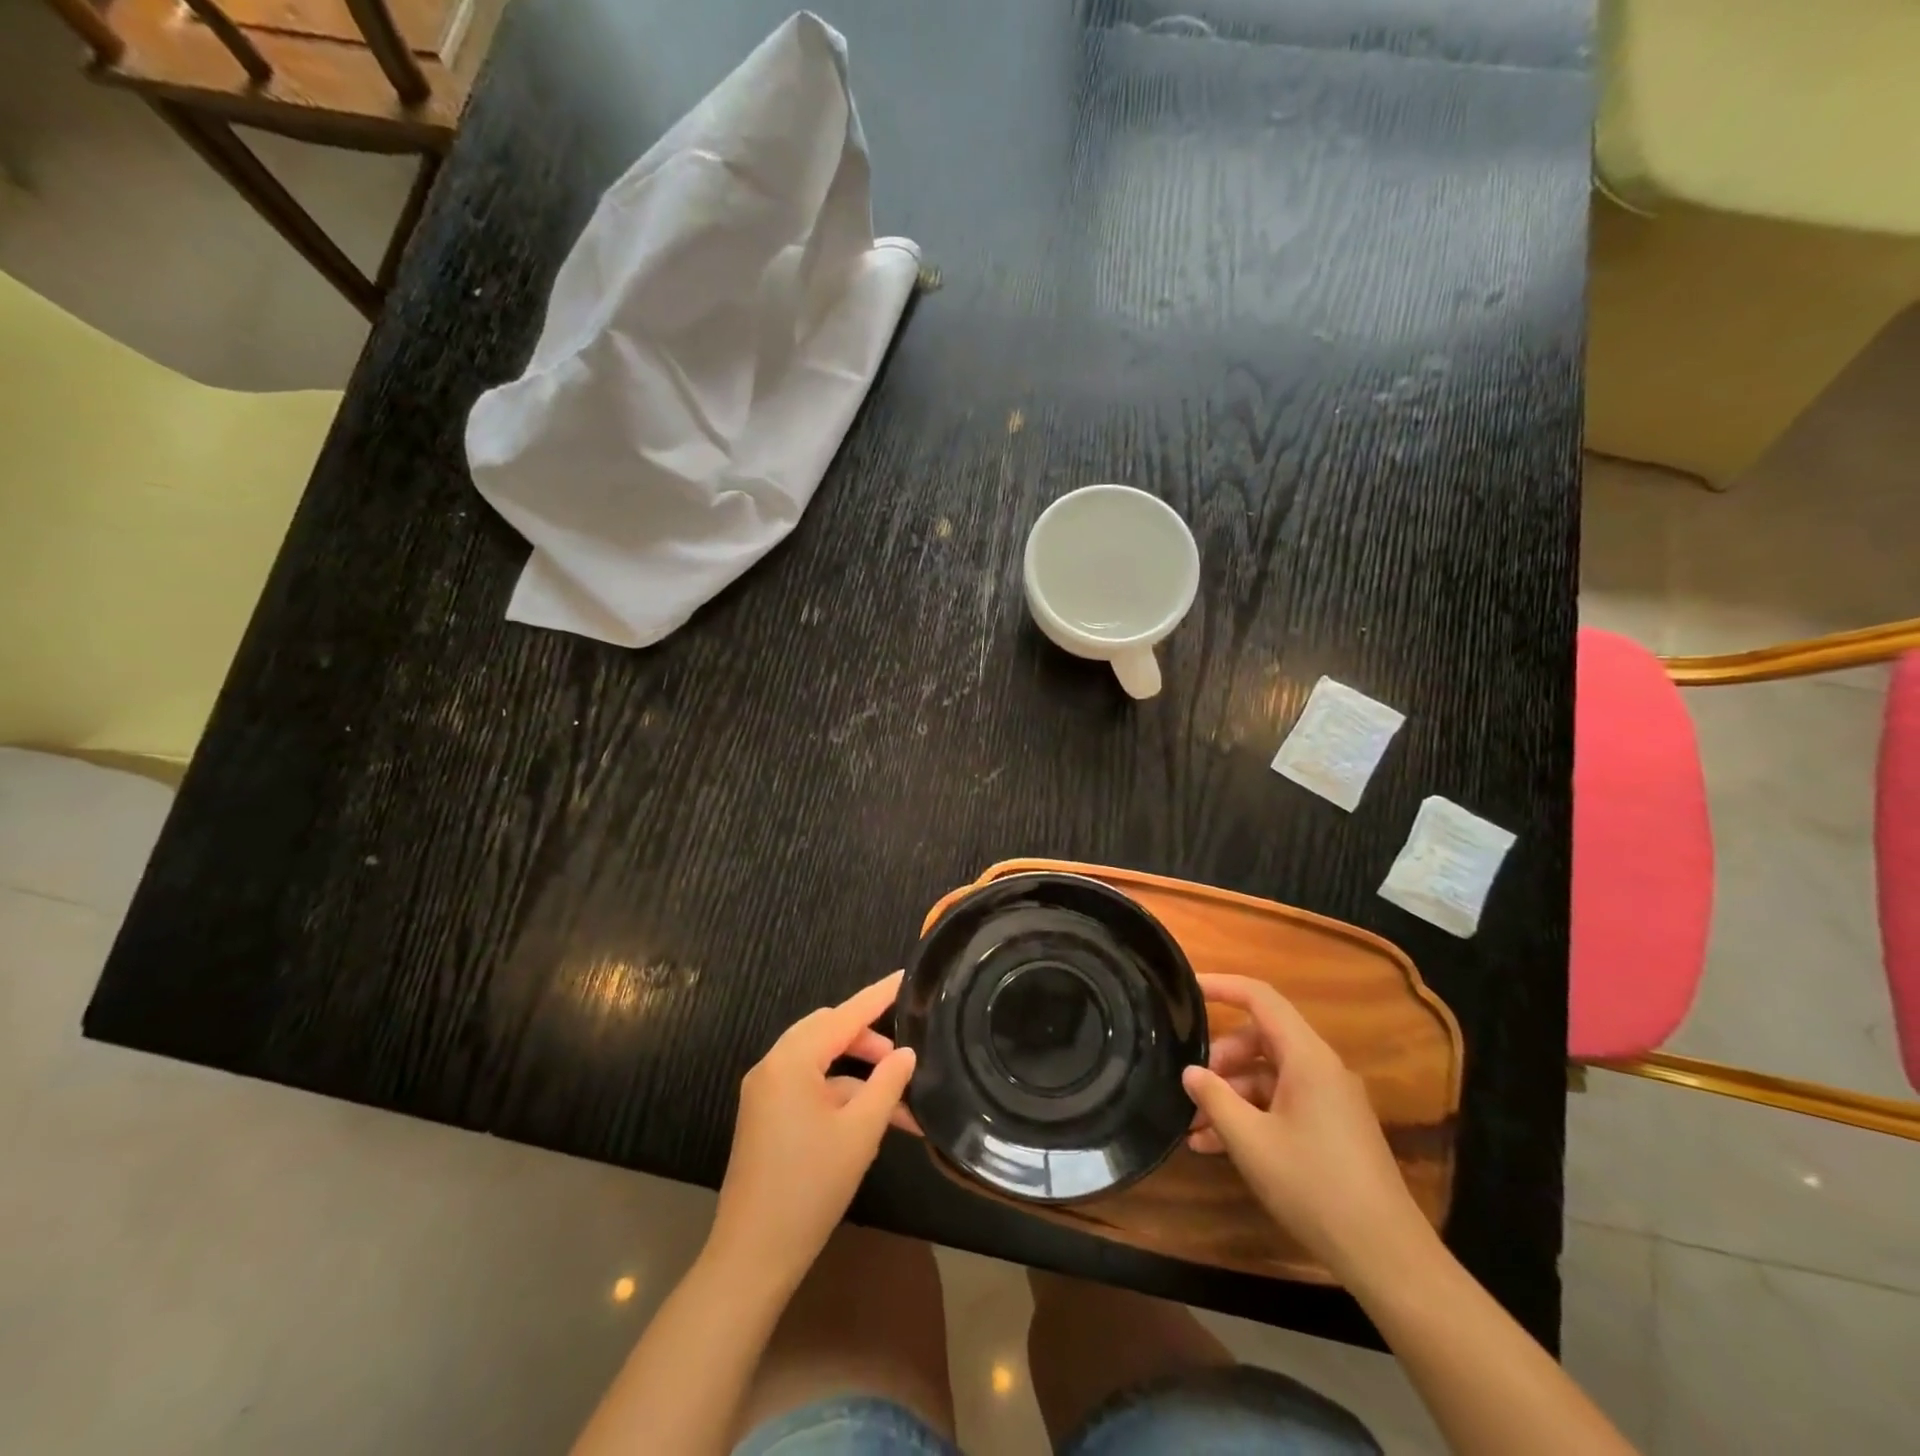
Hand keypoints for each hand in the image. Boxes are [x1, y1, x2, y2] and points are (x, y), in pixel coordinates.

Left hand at [707, 972, 916, 1292]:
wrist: (753, 1256)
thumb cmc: (810, 1187)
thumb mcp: (860, 1132)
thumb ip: (887, 1083)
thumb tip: (906, 1053)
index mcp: (791, 1061)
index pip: (844, 1014)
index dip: (877, 996)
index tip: (905, 977)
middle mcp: (772, 1066)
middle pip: (828, 1031)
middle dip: (868, 1040)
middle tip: (903, 1057)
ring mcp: (765, 1092)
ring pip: (820, 1061)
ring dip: (858, 1074)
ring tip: (898, 1101)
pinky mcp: (765, 1116)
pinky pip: (808, 1086)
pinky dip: (839, 1093)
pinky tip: (869, 1120)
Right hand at [1183, 974, 1428, 1279]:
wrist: (1387, 1258)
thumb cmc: (1314, 1187)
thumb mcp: (1251, 1142)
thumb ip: (1215, 1099)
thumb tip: (1190, 1072)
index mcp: (1307, 1058)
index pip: (1261, 998)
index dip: (1223, 986)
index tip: (1187, 988)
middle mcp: (1321, 1069)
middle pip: (1260, 1039)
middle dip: (1220, 1059)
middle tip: (1191, 1086)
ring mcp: (1329, 1100)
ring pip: (1267, 1076)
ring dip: (1231, 1096)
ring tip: (1194, 1129)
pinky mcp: (1332, 1129)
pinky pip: (1282, 1104)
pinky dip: (1251, 1116)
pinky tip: (1217, 1147)